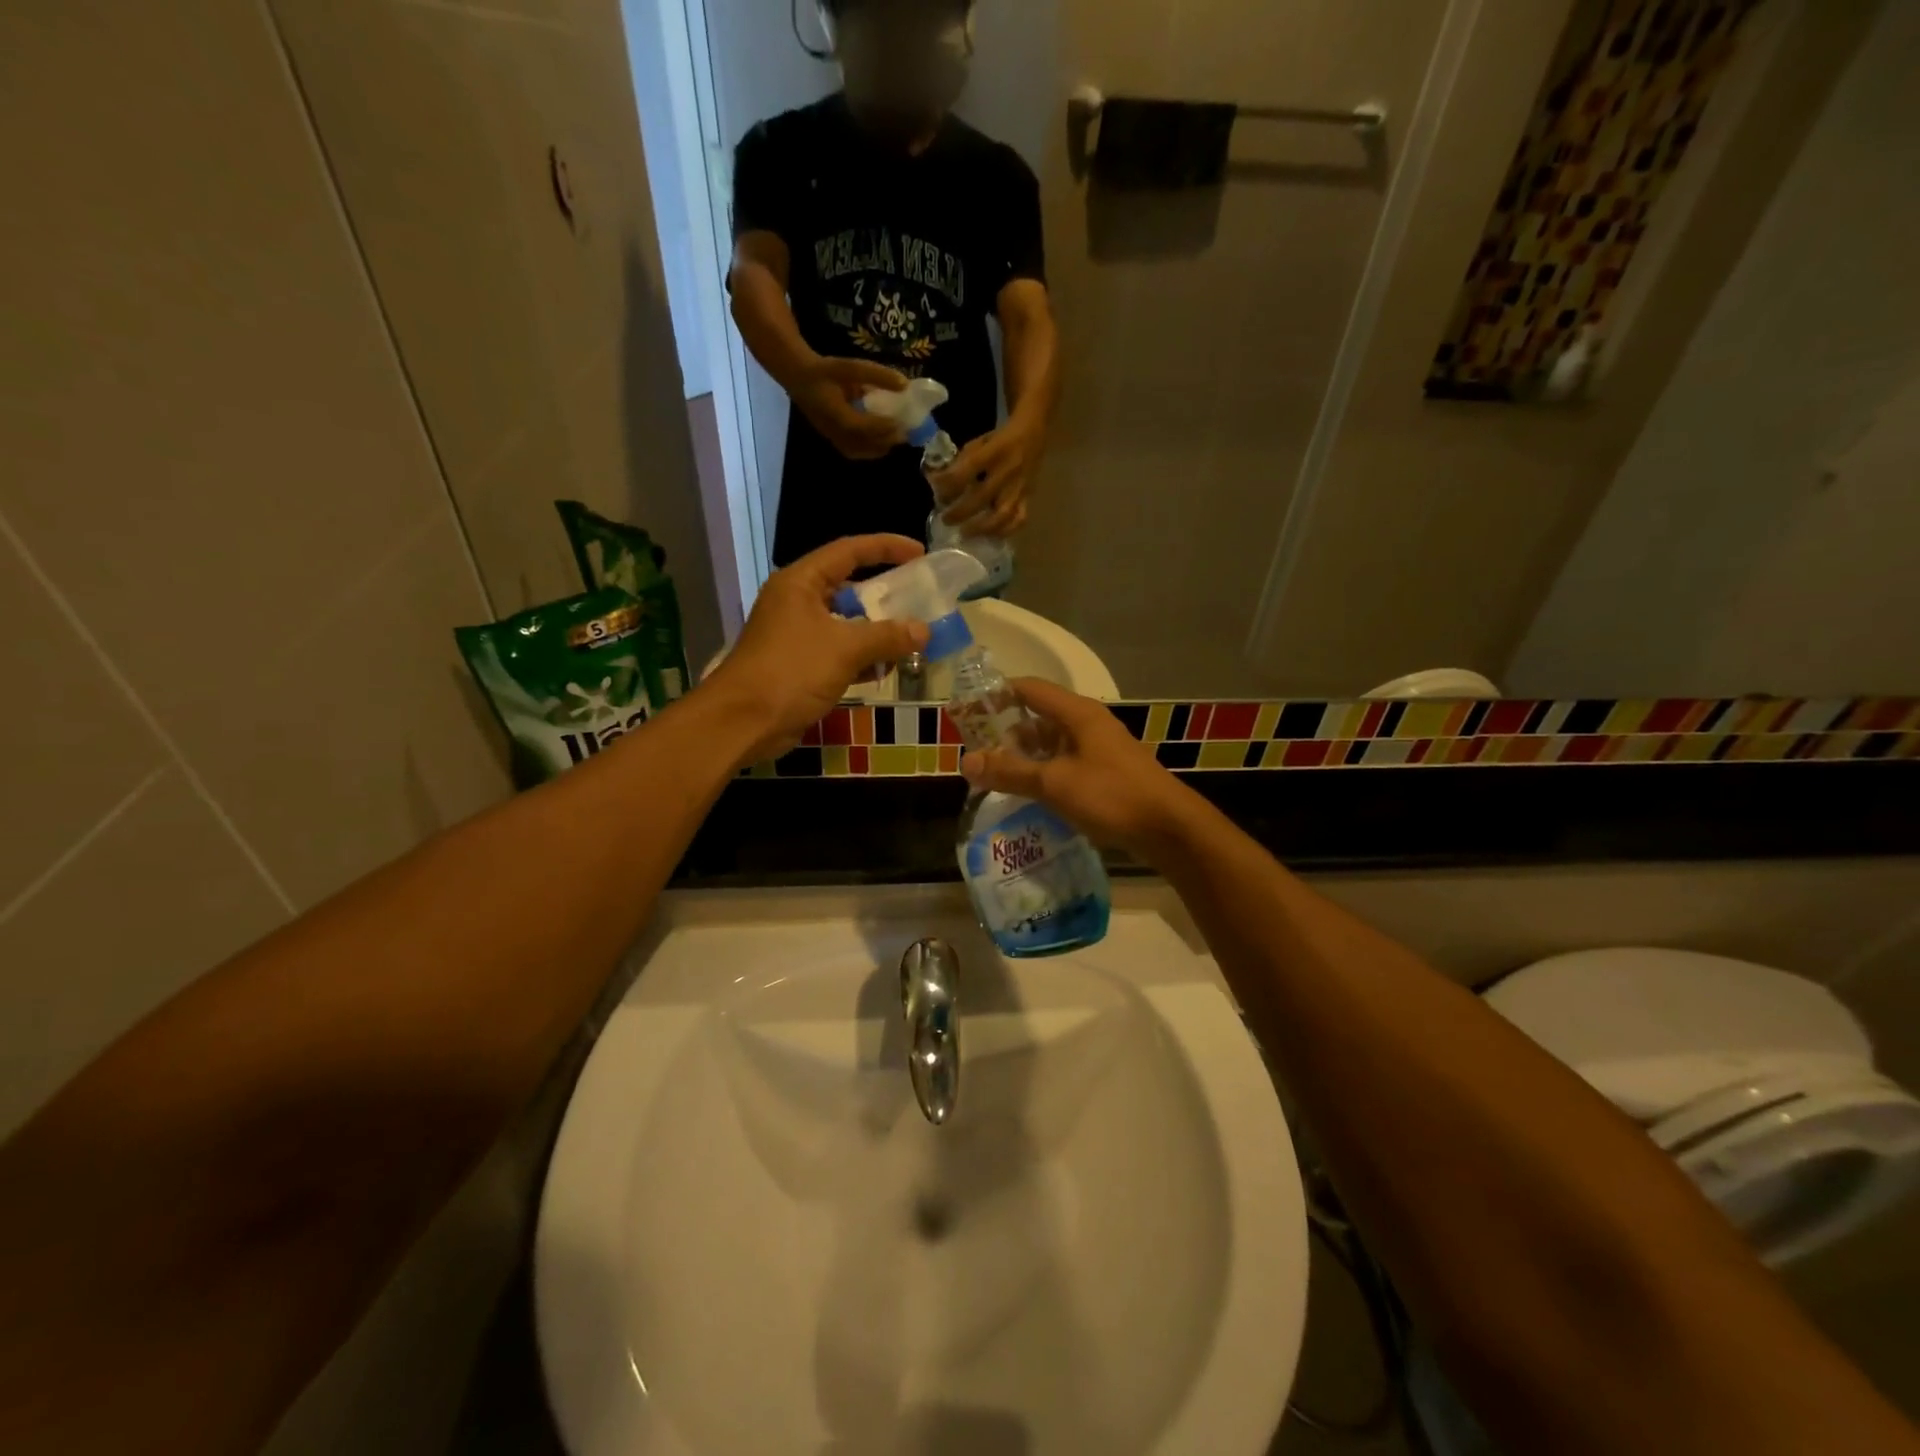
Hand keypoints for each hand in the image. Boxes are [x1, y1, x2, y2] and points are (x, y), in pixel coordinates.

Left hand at [708, 535, 930, 760]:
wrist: (744, 721)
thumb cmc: (791, 671)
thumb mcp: (845, 648)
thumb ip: (887, 636)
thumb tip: (924, 631)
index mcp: (801, 583)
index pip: (849, 551)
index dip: (886, 547)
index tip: (919, 553)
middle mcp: (797, 602)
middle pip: (848, 587)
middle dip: (884, 596)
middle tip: (919, 600)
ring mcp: (796, 635)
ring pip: (845, 624)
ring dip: (876, 632)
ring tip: (911, 638)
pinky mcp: (798, 665)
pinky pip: (838, 652)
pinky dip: (861, 658)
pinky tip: (886, 669)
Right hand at [790, 358, 910, 460]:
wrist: (798, 378)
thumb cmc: (824, 371)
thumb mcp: (850, 367)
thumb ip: (877, 375)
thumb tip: (905, 384)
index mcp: (835, 412)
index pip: (862, 427)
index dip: (883, 428)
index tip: (901, 423)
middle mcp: (833, 430)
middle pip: (863, 443)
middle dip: (886, 439)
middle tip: (905, 433)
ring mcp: (832, 437)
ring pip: (860, 451)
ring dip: (880, 447)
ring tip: (896, 438)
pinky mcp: (832, 440)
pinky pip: (854, 452)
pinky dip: (870, 450)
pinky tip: (881, 443)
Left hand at [929, 418, 1043, 535]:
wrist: (1032, 434)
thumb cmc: (999, 440)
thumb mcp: (978, 442)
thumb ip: (961, 462)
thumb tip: (938, 482)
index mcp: (993, 452)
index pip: (966, 471)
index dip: (948, 484)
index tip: (935, 490)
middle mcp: (1007, 471)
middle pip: (981, 497)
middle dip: (960, 512)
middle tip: (945, 520)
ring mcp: (1019, 487)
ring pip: (1002, 515)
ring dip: (981, 528)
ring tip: (965, 533)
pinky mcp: (1028, 498)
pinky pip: (1018, 520)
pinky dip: (1004, 530)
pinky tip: (989, 534)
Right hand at [959, 679, 1200, 859]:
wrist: (1168, 828)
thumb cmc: (1111, 795)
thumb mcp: (1054, 783)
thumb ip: (1010, 772)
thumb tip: (966, 761)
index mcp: (1077, 714)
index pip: (1029, 689)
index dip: (997, 695)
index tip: (969, 712)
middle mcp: (1088, 724)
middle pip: (1039, 717)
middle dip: (1007, 734)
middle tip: (978, 755)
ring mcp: (1099, 749)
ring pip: (1052, 744)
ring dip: (1025, 757)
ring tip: (997, 778)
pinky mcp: (1106, 773)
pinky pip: (1066, 764)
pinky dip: (1044, 773)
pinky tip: (1029, 795)